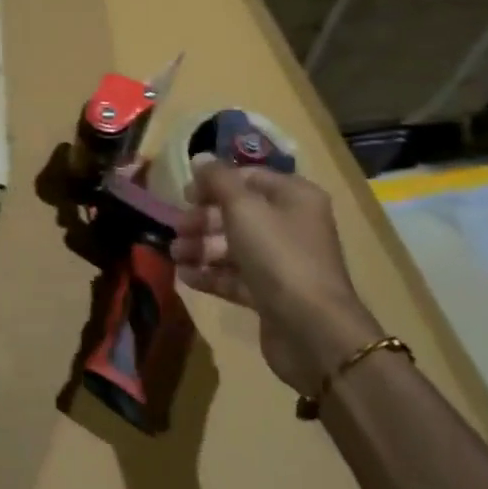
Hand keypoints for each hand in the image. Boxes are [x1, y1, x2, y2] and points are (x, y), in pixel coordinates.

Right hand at [172, 160, 380, 391]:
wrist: (313, 331)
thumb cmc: (278, 255)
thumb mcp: (243, 208)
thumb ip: (218, 179)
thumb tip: (200, 157)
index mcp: (294, 197)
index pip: (249, 177)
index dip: (215, 181)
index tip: (185, 193)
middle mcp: (291, 225)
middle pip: (239, 212)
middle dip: (204, 218)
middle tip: (178, 227)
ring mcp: (283, 262)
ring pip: (234, 246)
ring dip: (202, 247)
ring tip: (175, 254)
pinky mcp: (272, 295)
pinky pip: (236, 276)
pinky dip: (211, 274)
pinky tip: (185, 276)